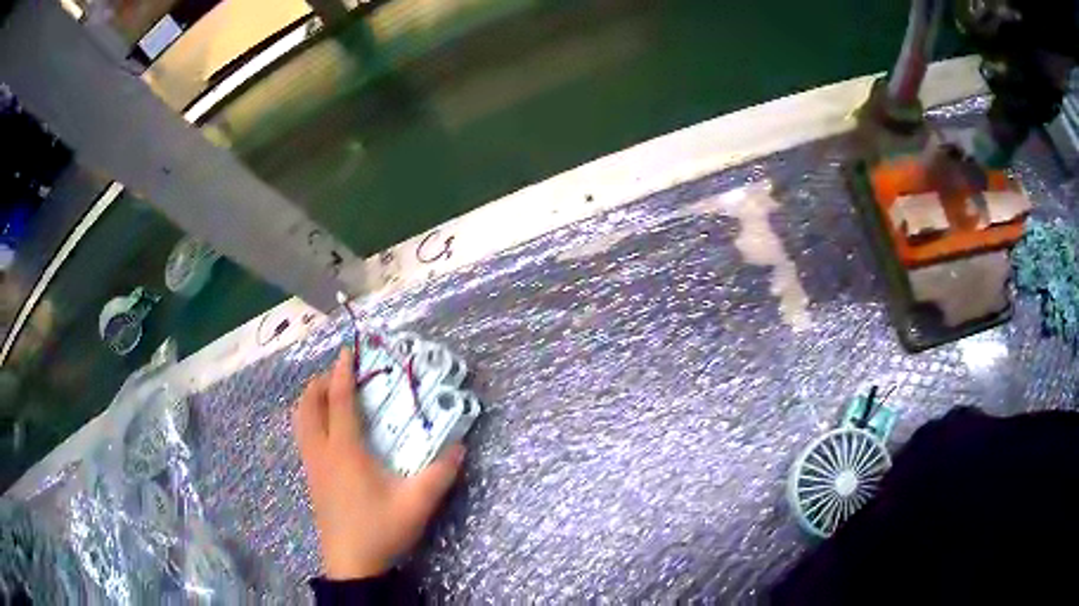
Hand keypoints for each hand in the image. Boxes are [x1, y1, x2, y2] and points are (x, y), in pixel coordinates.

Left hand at [292, 348, 465, 579]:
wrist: (351, 564)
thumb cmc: (380, 529)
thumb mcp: (417, 504)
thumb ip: (440, 474)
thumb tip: (459, 447)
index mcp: (345, 450)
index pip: (340, 401)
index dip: (343, 373)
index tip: (347, 352)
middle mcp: (322, 452)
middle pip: (308, 405)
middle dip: (321, 383)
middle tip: (342, 376)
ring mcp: (312, 466)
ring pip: (300, 421)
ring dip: (312, 401)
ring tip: (332, 397)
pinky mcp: (311, 479)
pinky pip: (303, 437)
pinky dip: (310, 420)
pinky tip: (329, 432)